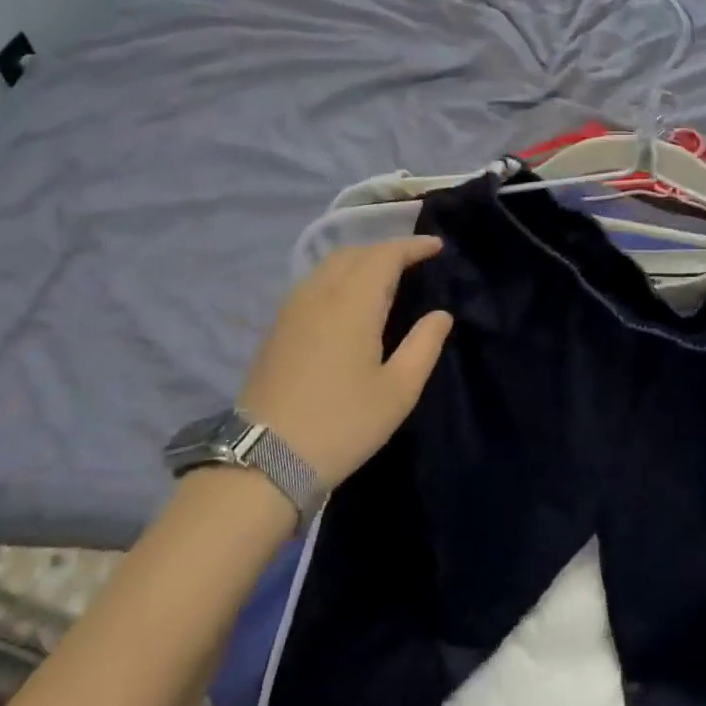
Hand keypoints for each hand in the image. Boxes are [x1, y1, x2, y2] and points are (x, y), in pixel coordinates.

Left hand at [237, 237, 453, 489]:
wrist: (264, 459)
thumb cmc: (342, 423)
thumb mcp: (398, 390)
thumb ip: (424, 345)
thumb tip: (441, 314)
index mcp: (352, 302)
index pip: (385, 255)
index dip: (412, 246)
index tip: (437, 247)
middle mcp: (319, 293)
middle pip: (354, 253)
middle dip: (386, 250)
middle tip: (413, 262)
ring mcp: (292, 308)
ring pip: (329, 265)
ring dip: (359, 261)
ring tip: (383, 278)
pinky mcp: (277, 327)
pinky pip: (312, 283)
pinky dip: (337, 277)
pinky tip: (347, 301)